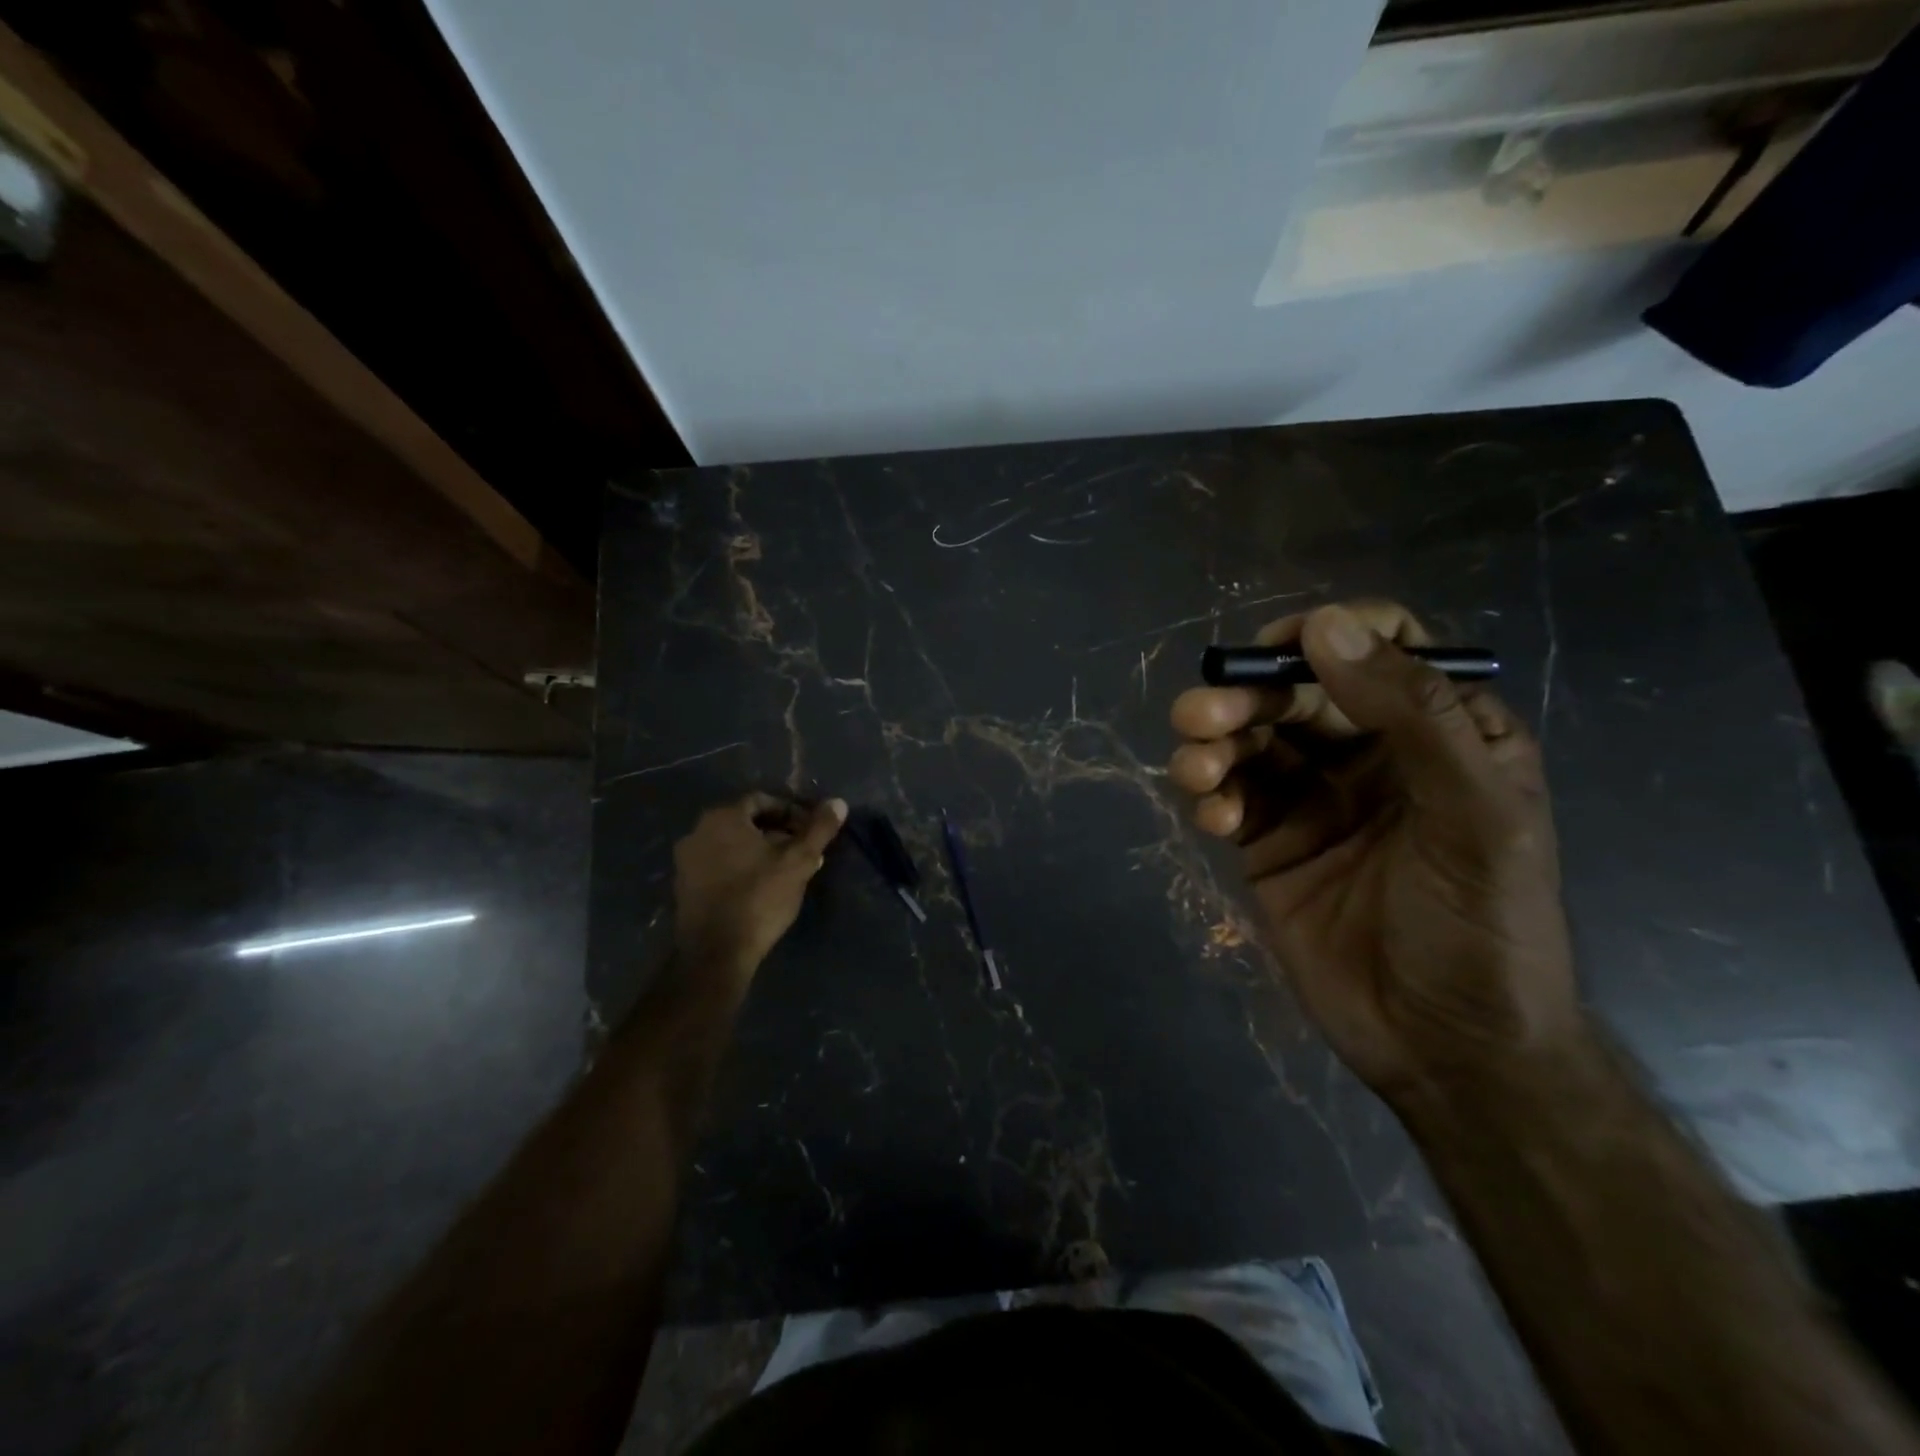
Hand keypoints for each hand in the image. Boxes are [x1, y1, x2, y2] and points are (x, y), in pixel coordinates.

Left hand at [671, 793, 846, 989]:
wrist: (716, 952)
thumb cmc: (759, 898)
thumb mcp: (798, 862)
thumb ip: (819, 830)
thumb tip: (838, 803)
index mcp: (723, 818)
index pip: (762, 801)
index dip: (791, 812)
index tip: (810, 831)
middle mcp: (698, 832)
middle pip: (746, 823)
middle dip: (778, 833)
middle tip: (803, 851)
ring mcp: (686, 861)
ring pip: (732, 845)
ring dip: (760, 852)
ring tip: (787, 871)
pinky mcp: (684, 887)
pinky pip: (718, 865)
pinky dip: (741, 868)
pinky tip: (762, 888)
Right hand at [1169, 601, 1578, 1103]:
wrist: (1446, 1049)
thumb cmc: (1483, 927)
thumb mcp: (1475, 816)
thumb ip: (1413, 715)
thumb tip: (1325, 625)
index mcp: (1439, 730)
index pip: (1380, 645)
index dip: (1326, 634)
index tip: (1277, 652)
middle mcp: (1371, 751)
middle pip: (1295, 689)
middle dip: (1244, 696)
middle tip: (1202, 718)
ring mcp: (1314, 796)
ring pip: (1249, 737)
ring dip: (1213, 742)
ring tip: (1197, 771)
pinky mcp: (1269, 840)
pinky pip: (1228, 793)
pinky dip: (1209, 794)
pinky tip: (1212, 819)